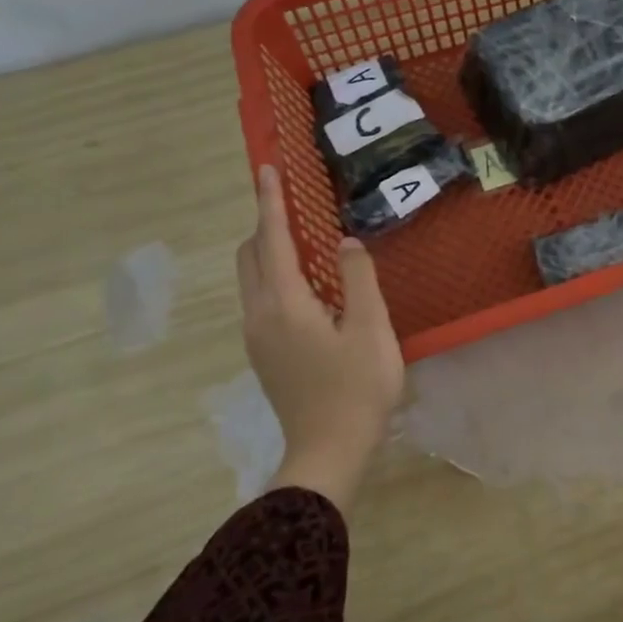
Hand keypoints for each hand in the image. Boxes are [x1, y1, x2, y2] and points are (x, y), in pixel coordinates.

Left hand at [236, 165, 403, 509]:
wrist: (328, 451)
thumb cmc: (357, 388)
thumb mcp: (371, 329)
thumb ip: (358, 278)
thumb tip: (345, 243)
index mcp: (286, 303)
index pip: (273, 239)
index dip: (271, 202)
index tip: (268, 169)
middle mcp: (260, 315)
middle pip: (251, 256)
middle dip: (265, 224)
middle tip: (293, 205)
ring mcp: (257, 337)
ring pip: (252, 279)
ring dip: (269, 251)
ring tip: (303, 240)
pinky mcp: (264, 354)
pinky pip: (261, 299)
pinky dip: (275, 276)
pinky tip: (308, 287)